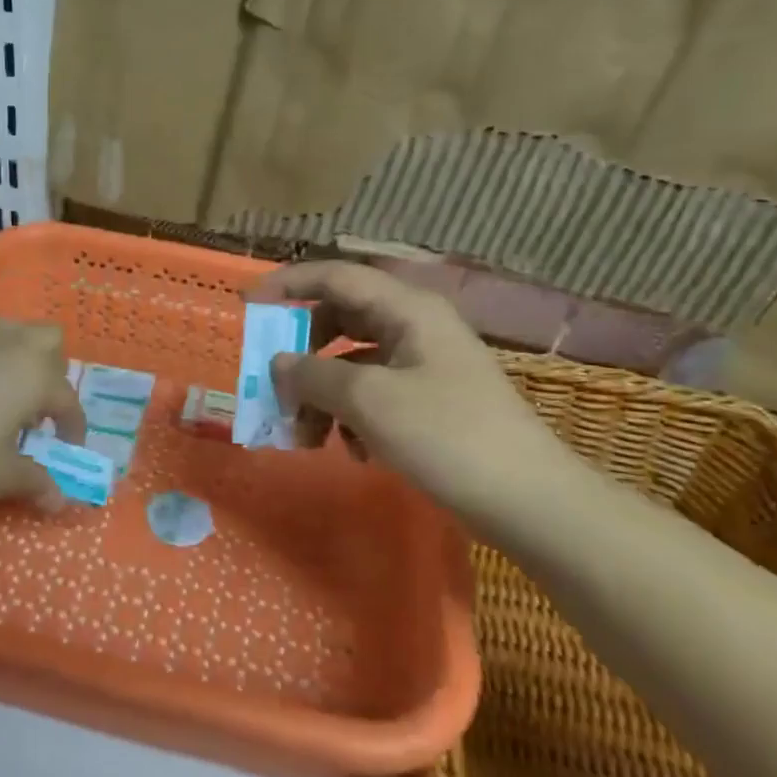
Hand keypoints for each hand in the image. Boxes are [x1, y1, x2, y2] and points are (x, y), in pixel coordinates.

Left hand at [0, 320, 86, 519]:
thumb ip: (36, 483)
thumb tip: (60, 501)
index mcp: (33, 374)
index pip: (67, 399)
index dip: (73, 427)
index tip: (66, 449)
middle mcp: (8, 345)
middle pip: (49, 340)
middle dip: (52, 372)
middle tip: (37, 412)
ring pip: (12, 331)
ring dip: (20, 358)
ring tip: (4, 399)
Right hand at [247, 261, 579, 535]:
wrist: (529, 501)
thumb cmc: (447, 436)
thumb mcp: (369, 401)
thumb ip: (313, 375)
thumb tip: (278, 363)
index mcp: (407, 309)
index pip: (335, 276)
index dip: (287, 284)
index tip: (247, 305)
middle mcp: (415, 326)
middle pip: (340, 321)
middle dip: (302, 356)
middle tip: (274, 387)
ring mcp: (425, 365)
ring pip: (353, 363)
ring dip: (322, 395)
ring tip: (306, 439)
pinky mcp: (430, 401)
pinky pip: (373, 393)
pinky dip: (351, 415)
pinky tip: (351, 452)